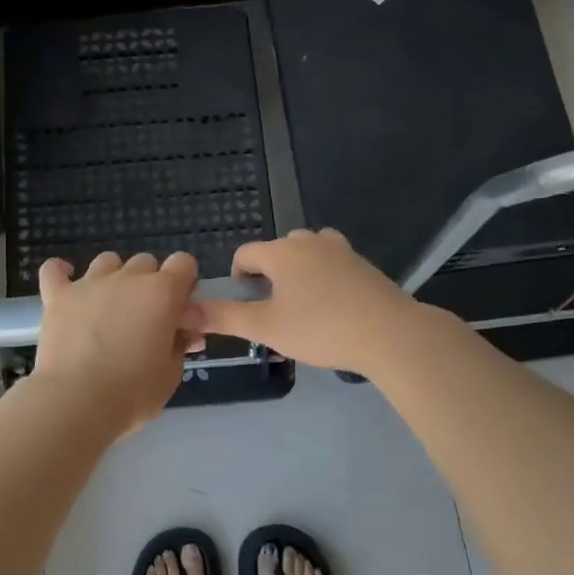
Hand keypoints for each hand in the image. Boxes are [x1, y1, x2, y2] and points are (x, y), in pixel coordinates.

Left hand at [29, 251, 202, 437]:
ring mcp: (90, 283)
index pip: (184, 263)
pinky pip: (55, 269)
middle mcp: (128, 277)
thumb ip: (180, 344)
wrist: (77, 401)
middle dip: (149, 283)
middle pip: (146, 262)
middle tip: (144, 317)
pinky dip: (61, 273)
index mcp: (162, 292)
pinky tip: (66, 285)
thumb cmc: (133, 392)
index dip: (184, 282)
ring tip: (108, 307)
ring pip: (108, 261)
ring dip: (113, 277)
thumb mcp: (171, 373)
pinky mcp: (58, 295)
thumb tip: (183, 332)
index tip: (179, 308)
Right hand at [195, 229, 425, 371]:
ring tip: (301, 303)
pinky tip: (331, 304)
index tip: (244, 303)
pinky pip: (332, 261)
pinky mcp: (362, 263)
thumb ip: (224, 317)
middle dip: (269, 273)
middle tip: (273, 308)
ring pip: (308, 251)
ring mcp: (340, 249)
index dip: (238, 276)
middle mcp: (308, 241)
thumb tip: (185, 310)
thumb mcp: (266, 327)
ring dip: (298, 270)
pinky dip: (324, 275)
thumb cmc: (320, 328)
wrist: (389, 333)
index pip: (246, 253)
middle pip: (277, 249)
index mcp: (281, 252)